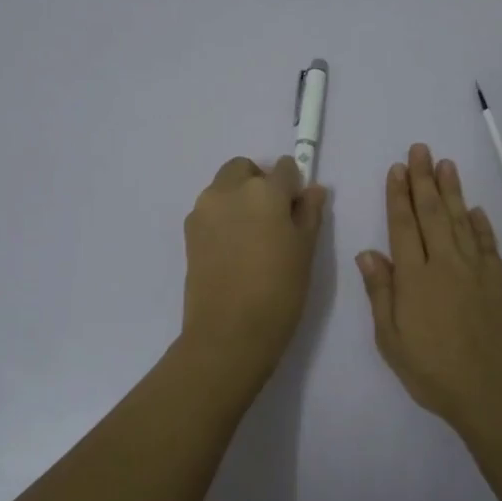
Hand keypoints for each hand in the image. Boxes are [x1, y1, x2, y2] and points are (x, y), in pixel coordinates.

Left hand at [180, 155, 328, 386]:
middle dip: (259, 182)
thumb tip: (312, 190)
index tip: (296, 210)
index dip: (293, 186)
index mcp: (264, 191)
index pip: (284, 168)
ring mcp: (204, 209)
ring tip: (251, 237)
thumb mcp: (305, 251)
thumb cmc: (279, 291)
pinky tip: (233, 250)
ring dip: (238, 198)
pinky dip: (223, 217)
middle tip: (273, 219)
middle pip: (245, 169)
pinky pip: (210, 210)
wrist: (229, 332)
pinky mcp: (188, 231)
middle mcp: (230, 190)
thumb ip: (309, 213)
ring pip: (224, 187)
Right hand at [356, 143, 501, 433]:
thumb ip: (381, 293)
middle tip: (420, 149)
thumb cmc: (433, 371)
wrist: (494, 392)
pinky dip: (481, 223)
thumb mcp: (391, 340)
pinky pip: (488, 243)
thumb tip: (368, 252)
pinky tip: (475, 209)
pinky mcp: (501, 281)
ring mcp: (477, 270)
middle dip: (424, 179)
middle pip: (433, 213)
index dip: (398, 195)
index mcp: (415, 278)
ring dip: (452, 190)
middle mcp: (446, 264)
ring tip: (445, 164)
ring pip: (461, 220)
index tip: (396, 169)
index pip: (404, 226)